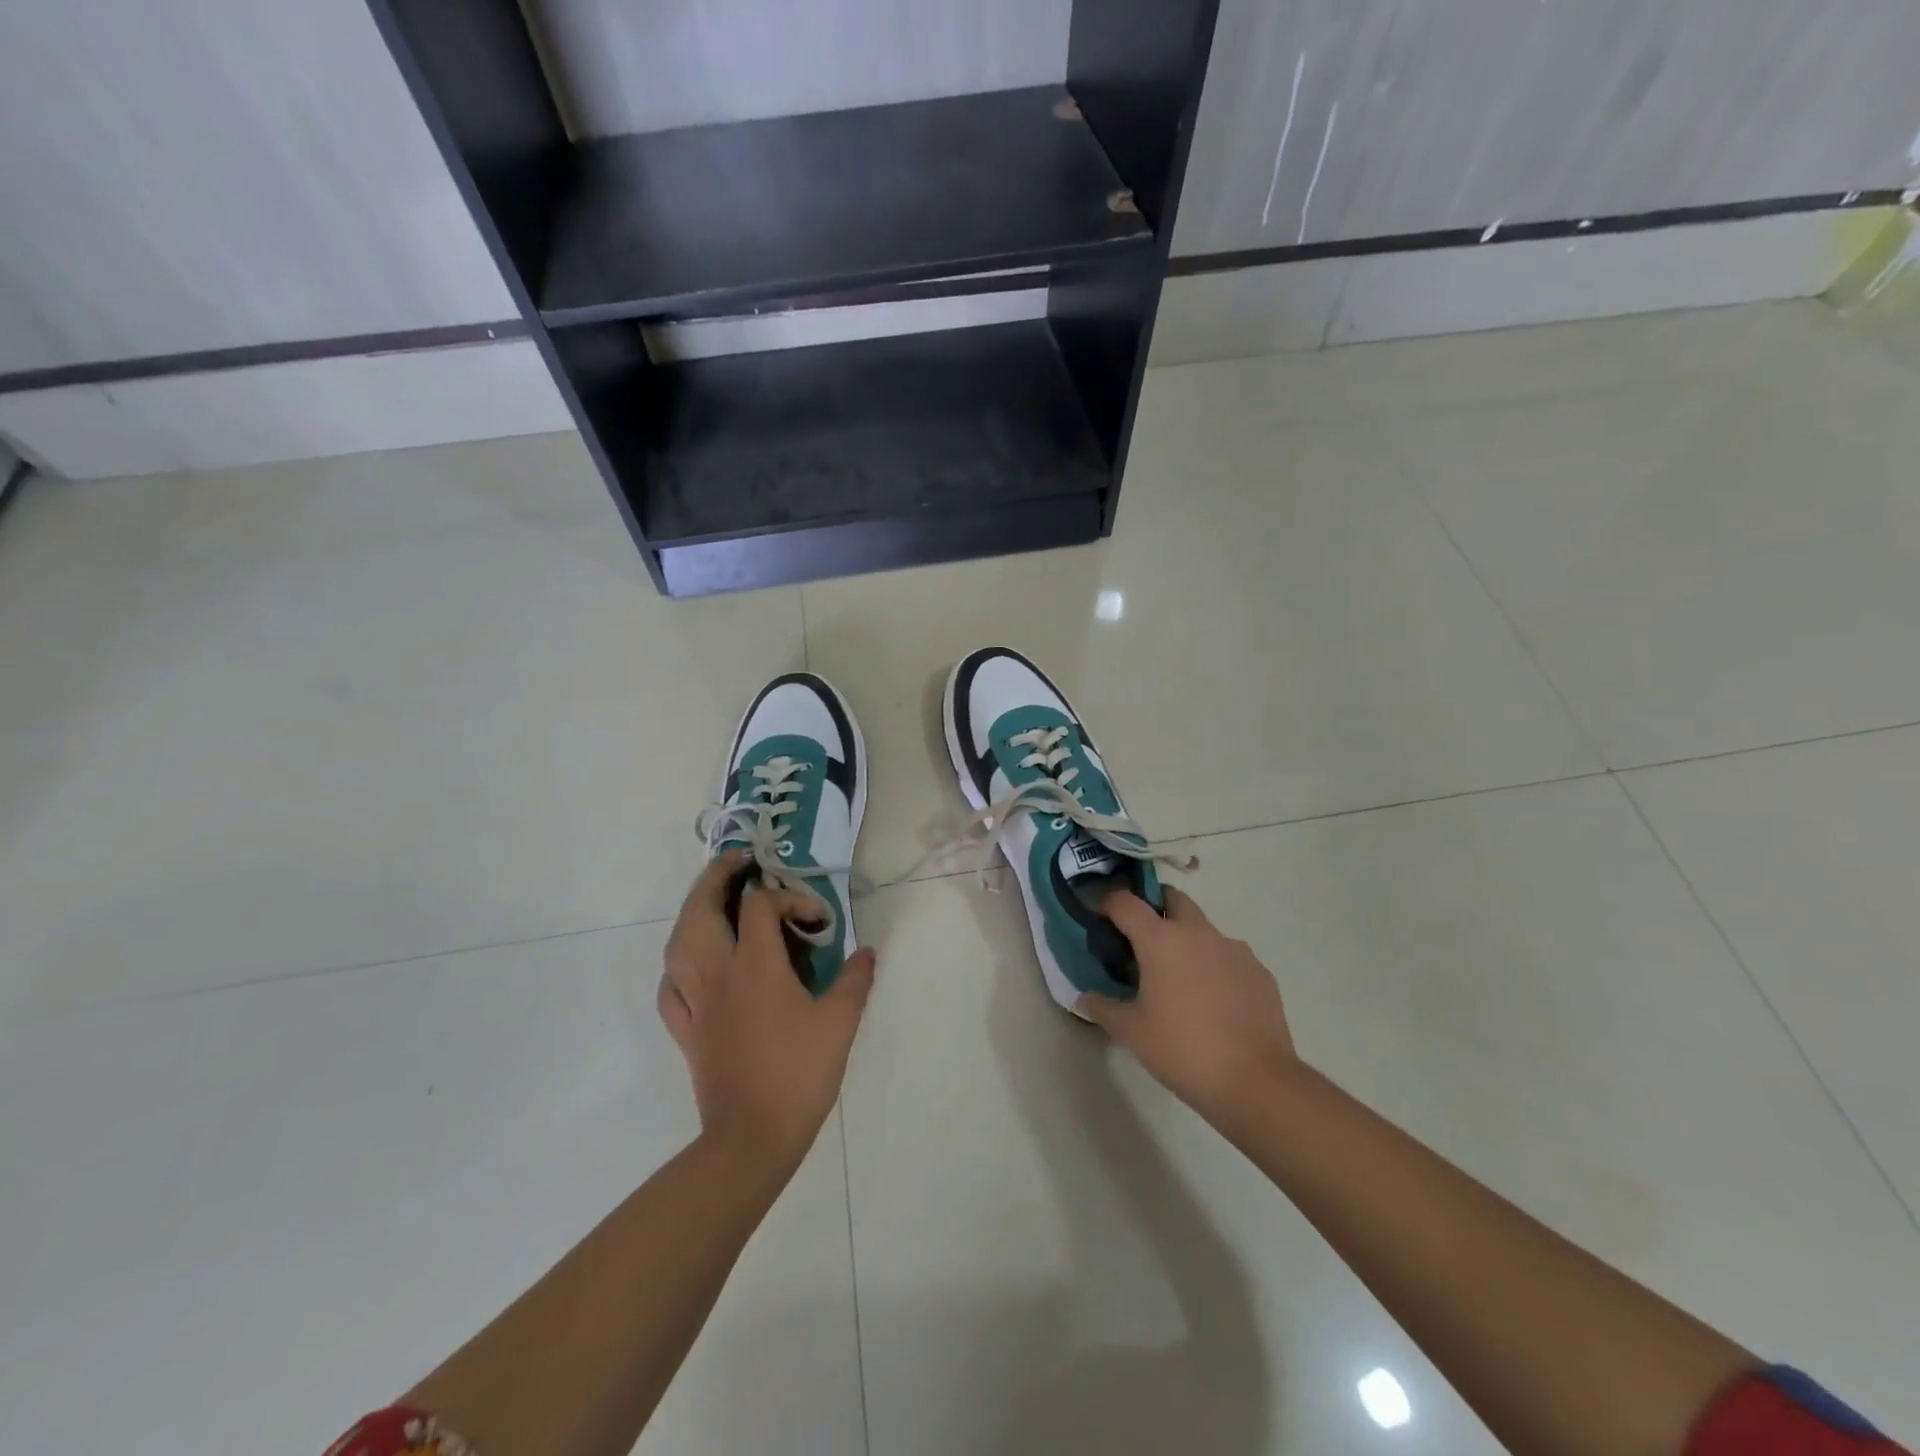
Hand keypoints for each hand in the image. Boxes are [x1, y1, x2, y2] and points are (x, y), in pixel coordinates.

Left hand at [659, 852, 876, 1177]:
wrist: (751, 1139)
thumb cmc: (798, 1074)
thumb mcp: (840, 1022)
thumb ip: (855, 979)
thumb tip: (866, 951)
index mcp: (755, 965)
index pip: (761, 905)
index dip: (791, 899)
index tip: (818, 921)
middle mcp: (718, 973)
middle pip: (700, 909)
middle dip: (716, 877)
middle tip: (737, 863)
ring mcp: (695, 1002)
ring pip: (677, 943)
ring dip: (692, 913)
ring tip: (712, 904)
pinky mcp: (685, 1031)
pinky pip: (670, 987)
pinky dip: (678, 967)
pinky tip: (694, 967)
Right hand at [1079, 887, 1301, 1129]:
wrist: (1256, 1081)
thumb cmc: (1183, 1050)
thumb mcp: (1132, 1033)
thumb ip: (1104, 1008)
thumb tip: (1087, 997)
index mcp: (1161, 940)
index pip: (1126, 903)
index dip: (1109, 905)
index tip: (1103, 921)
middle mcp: (1198, 933)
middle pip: (1173, 899)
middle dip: (1155, 907)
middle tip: (1143, 940)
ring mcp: (1234, 950)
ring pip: (1204, 929)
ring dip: (1188, 940)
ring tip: (1181, 978)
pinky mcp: (1260, 972)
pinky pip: (1230, 957)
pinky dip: (1216, 966)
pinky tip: (1214, 1001)